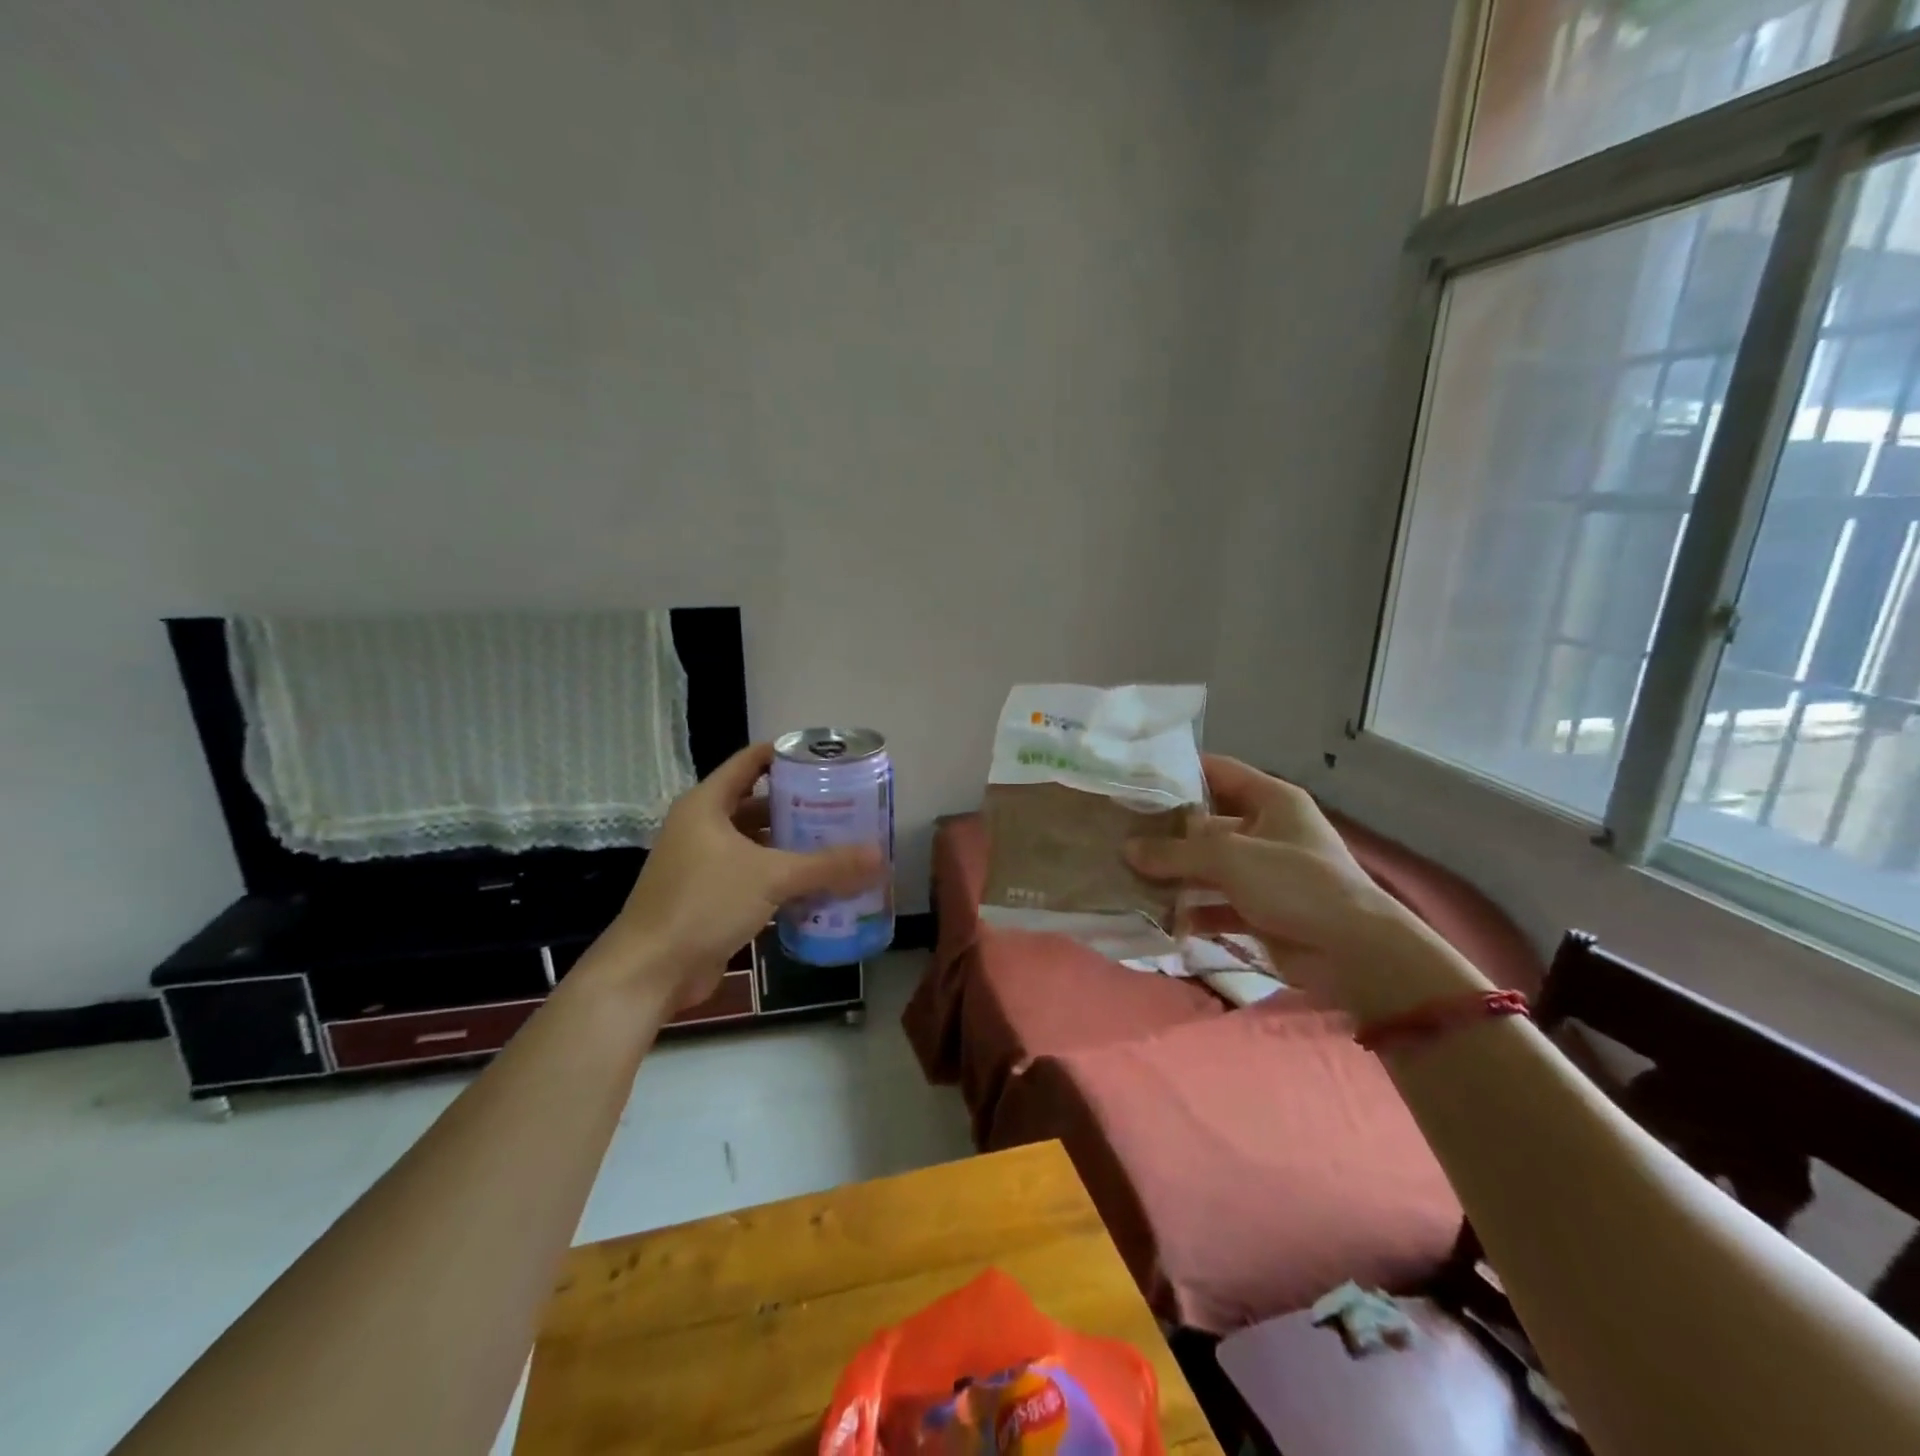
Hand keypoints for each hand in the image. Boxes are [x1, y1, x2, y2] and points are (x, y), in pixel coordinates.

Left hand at [603, 744, 882, 1012]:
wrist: (650, 972)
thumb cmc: (704, 904)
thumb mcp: (770, 877)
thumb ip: (826, 865)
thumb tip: (879, 855)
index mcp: (706, 805)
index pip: (750, 762)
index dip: (785, 755)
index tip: (825, 759)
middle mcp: (702, 828)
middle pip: (756, 804)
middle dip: (798, 805)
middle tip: (842, 805)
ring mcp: (703, 864)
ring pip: (756, 843)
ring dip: (791, 845)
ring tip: (837, 842)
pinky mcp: (708, 897)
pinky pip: (752, 876)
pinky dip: (780, 877)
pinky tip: (816, 884)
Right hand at [1124, 756, 1421, 1004]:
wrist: (1355, 954)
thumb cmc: (1295, 884)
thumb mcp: (1230, 857)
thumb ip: (1175, 852)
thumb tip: (1127, 849)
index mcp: (1271, 800)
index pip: (1218, 771)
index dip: (1178, 771)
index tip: (1134, 778)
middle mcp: (1267, 830)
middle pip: (1206, 823)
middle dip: (1166, 832)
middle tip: (1118, 833)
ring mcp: (1264, 873)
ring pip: (1208, 867)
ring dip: (1173, 874)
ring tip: (1126, 875)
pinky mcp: (1261, 911)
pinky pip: (1216, 904)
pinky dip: (1191, 911)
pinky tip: (1156, 916)